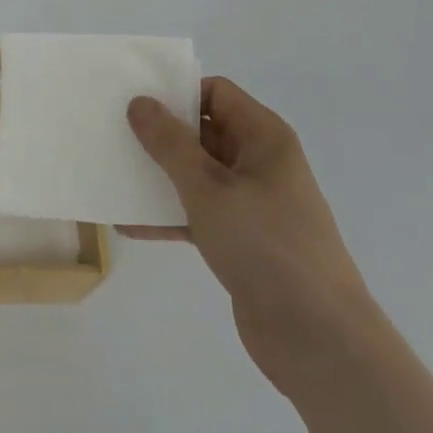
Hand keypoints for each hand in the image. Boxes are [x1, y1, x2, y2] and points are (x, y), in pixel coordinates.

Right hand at [124, 77, 371, 395]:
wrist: (319, 341)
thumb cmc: (265, 245)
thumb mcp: (208, 188)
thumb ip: (170, 143)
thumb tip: (140, 102)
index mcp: (263, 137)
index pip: (216, 93)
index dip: (177, 92)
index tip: (134, 101)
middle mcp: (259, 162)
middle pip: (204, 132)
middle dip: (160, 134)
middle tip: (113, 133)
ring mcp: (252, 204)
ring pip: (198, 175)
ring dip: (160, 176)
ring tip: (114, 174)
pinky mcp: (242, 241)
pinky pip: (199, 214)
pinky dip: (169, 216)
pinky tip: (129, 223)